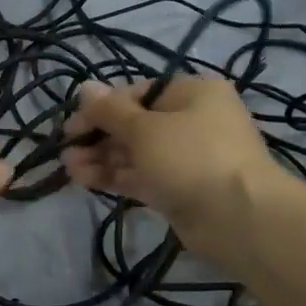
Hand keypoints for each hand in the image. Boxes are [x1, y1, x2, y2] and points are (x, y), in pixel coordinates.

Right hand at [63, 77, 292, 267]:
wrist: (240, 218)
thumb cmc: (191, 157)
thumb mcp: (144, 128)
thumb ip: (110, 111)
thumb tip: (84, 87)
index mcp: (191, 93)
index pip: (136, 94)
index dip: (101, 108)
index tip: (71, 126)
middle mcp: (191, 120)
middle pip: (134, 124)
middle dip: (98, 137)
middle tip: (66, 151)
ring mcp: (186, 158)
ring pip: (135, 153)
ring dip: (101, 158)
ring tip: (69, 169)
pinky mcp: (180, 189)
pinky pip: (142, 177)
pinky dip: (115, 177)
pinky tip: (84, 180)